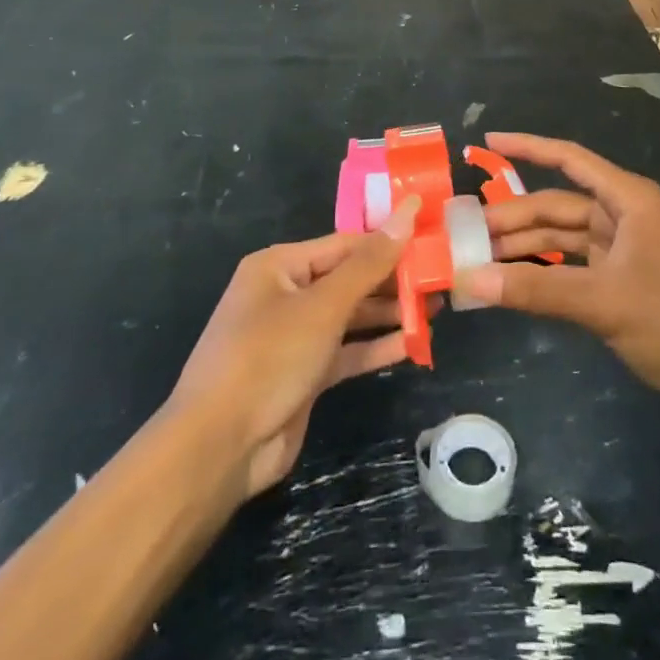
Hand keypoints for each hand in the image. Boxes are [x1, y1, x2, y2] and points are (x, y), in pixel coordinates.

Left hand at [168, 201, 417, 499]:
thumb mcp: (324, 306)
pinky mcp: (304, 374)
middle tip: (440, 278)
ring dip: (389, 314)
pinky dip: (376, 347)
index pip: (345, 244)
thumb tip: (407, 211)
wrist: (219, 449)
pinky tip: (414, 344)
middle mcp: (285, 295)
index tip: (431, 240)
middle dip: (392, 280)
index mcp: (279, 266)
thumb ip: (370, 263)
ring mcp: (294, 337)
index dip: (388, 241)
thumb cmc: (268, 358)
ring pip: (350, 316)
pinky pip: (346, 351)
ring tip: (436, 309)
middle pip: (349, 278)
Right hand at [457, 133, 659, 415]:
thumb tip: (470, 279)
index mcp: (627, 199)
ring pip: (562, 238)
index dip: (527, 146)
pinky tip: (512, 282)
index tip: (486, 140)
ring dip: (524, 247)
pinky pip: (572, 266)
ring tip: (476, 259)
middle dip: (512, 218)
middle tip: (463, 234)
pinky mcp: (623, 281)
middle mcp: (623, 215)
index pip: (568, 159)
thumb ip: (536, 289)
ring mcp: (624, 249)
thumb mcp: (603, 301)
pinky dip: (544, 272)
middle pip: (557, 206)